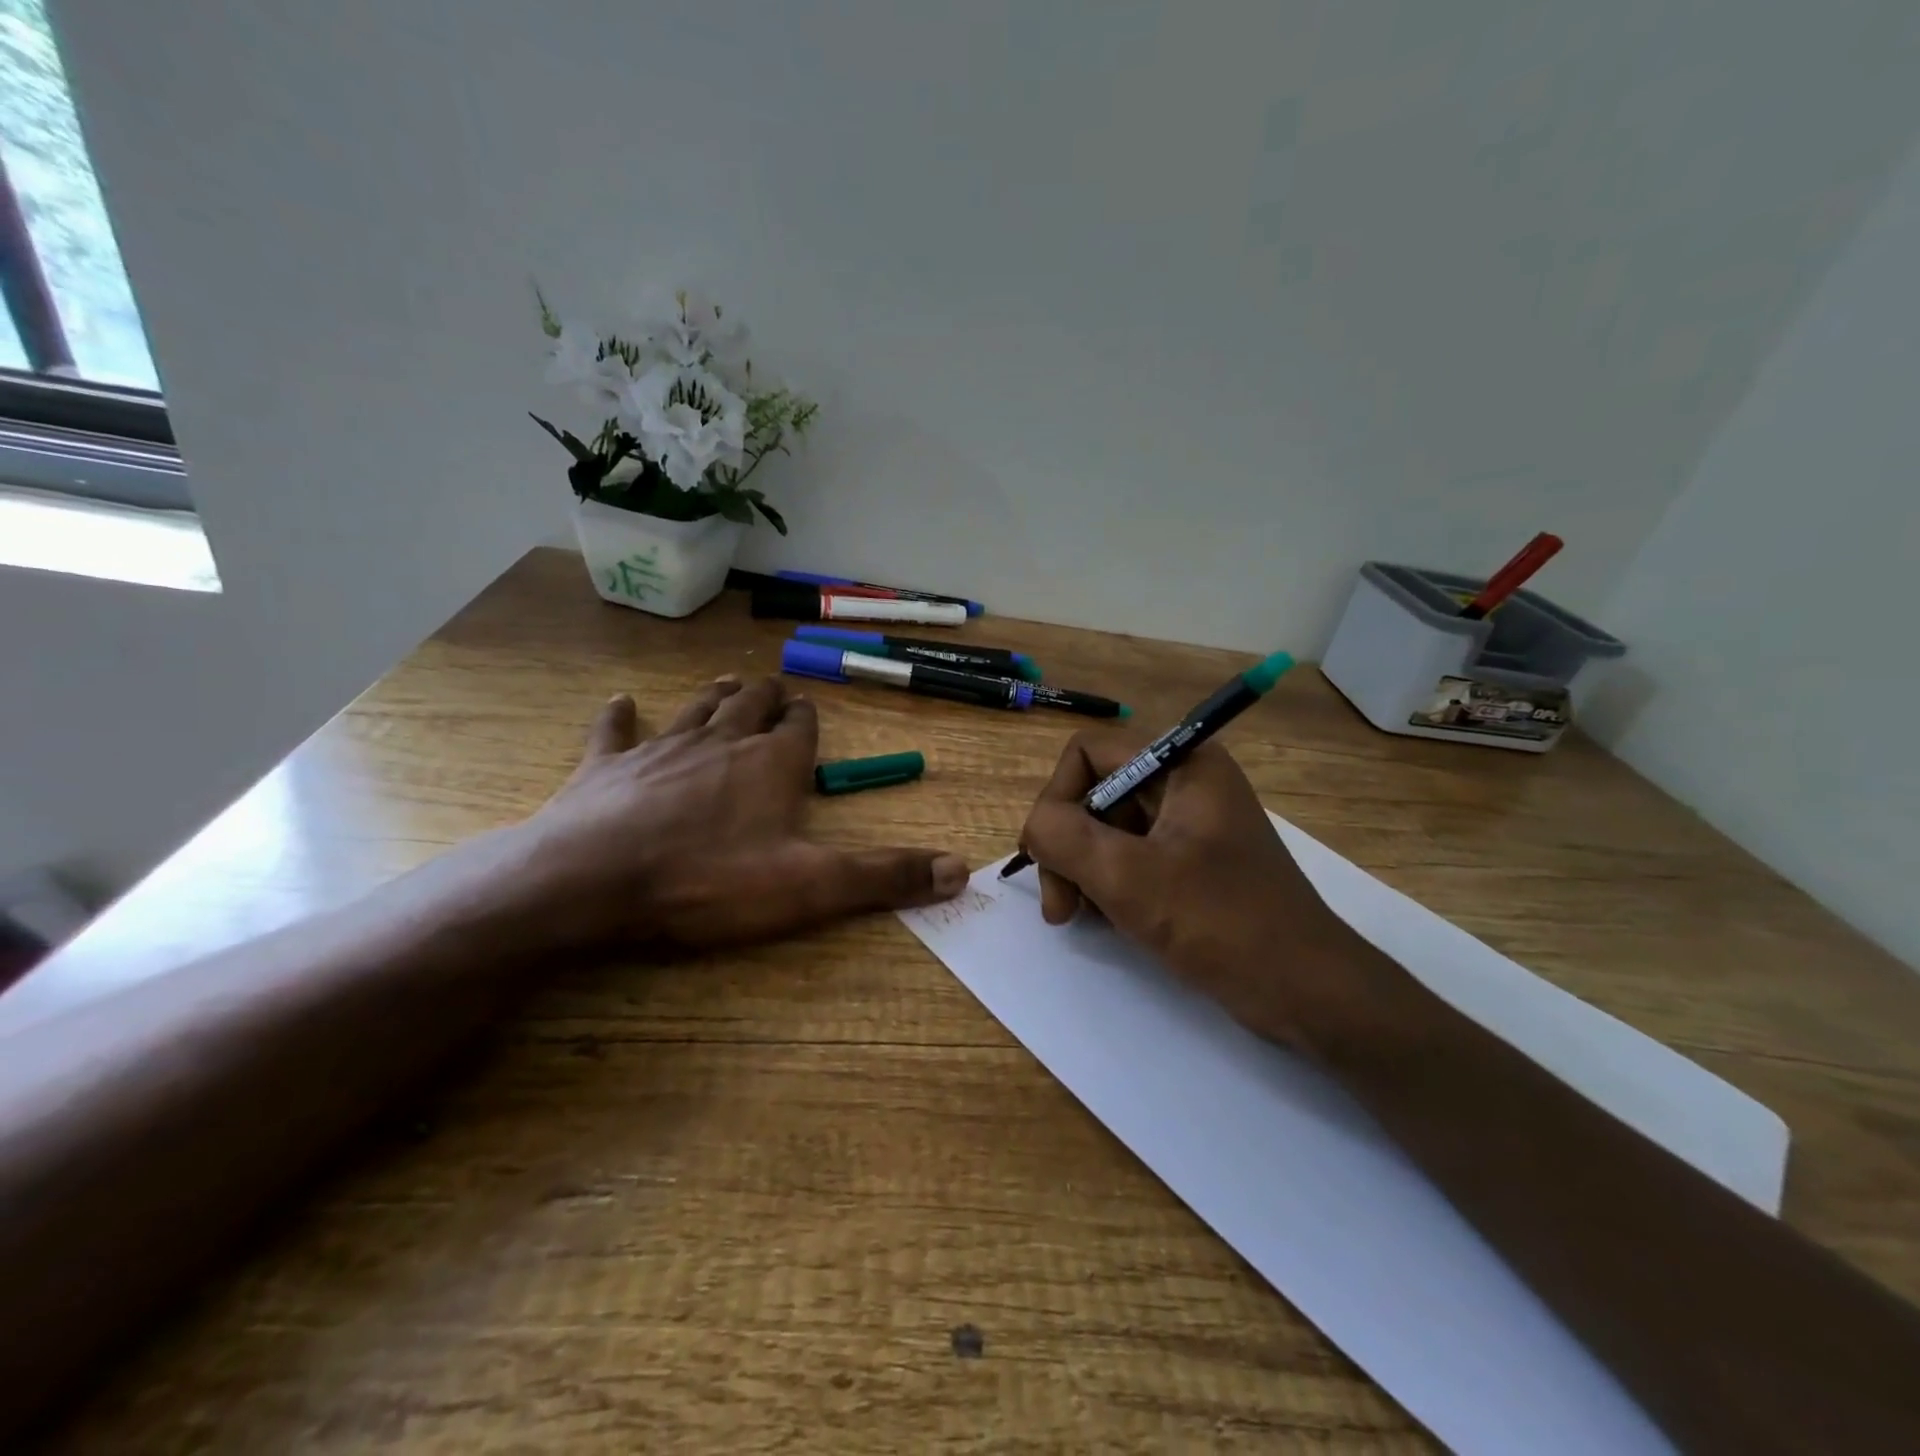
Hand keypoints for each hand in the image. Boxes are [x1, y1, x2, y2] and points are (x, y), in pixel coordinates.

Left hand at [504, 676, 968, 950]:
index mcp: (771, 765)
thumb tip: (961, 870)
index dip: (807, 720)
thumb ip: (883, 876)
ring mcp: (659, 749)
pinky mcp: (605, 767)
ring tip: (726, 682)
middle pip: (749, 706)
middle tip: (773, 689)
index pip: (800, 728)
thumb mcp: (809, 887)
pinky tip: (621, 704)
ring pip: (694, 708)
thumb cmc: (708, 882)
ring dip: (713, 695)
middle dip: (765, 697)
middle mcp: (720, 742)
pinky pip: (614, 732)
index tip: (809, 713)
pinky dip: (620, 717)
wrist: (591, 882)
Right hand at [1017, 729, 1392, 1050]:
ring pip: (1107, 829)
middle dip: (1067, 847)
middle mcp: (1185, 782)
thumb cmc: (1223, 924)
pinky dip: (1108, 886)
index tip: (1047, 857)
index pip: (1087, 753)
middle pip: (1095, 793)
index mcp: (1182, 764)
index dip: (1056, 798)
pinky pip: (1130, 857)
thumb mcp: (1130, 878)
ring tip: (1079, 920)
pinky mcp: (1191, 862)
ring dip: (1082, 871)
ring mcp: (1189, 825)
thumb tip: (1035, 825)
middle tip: (1060, 908)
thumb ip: (1064, 838)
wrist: (1308, 992)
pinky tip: (1107, 923)